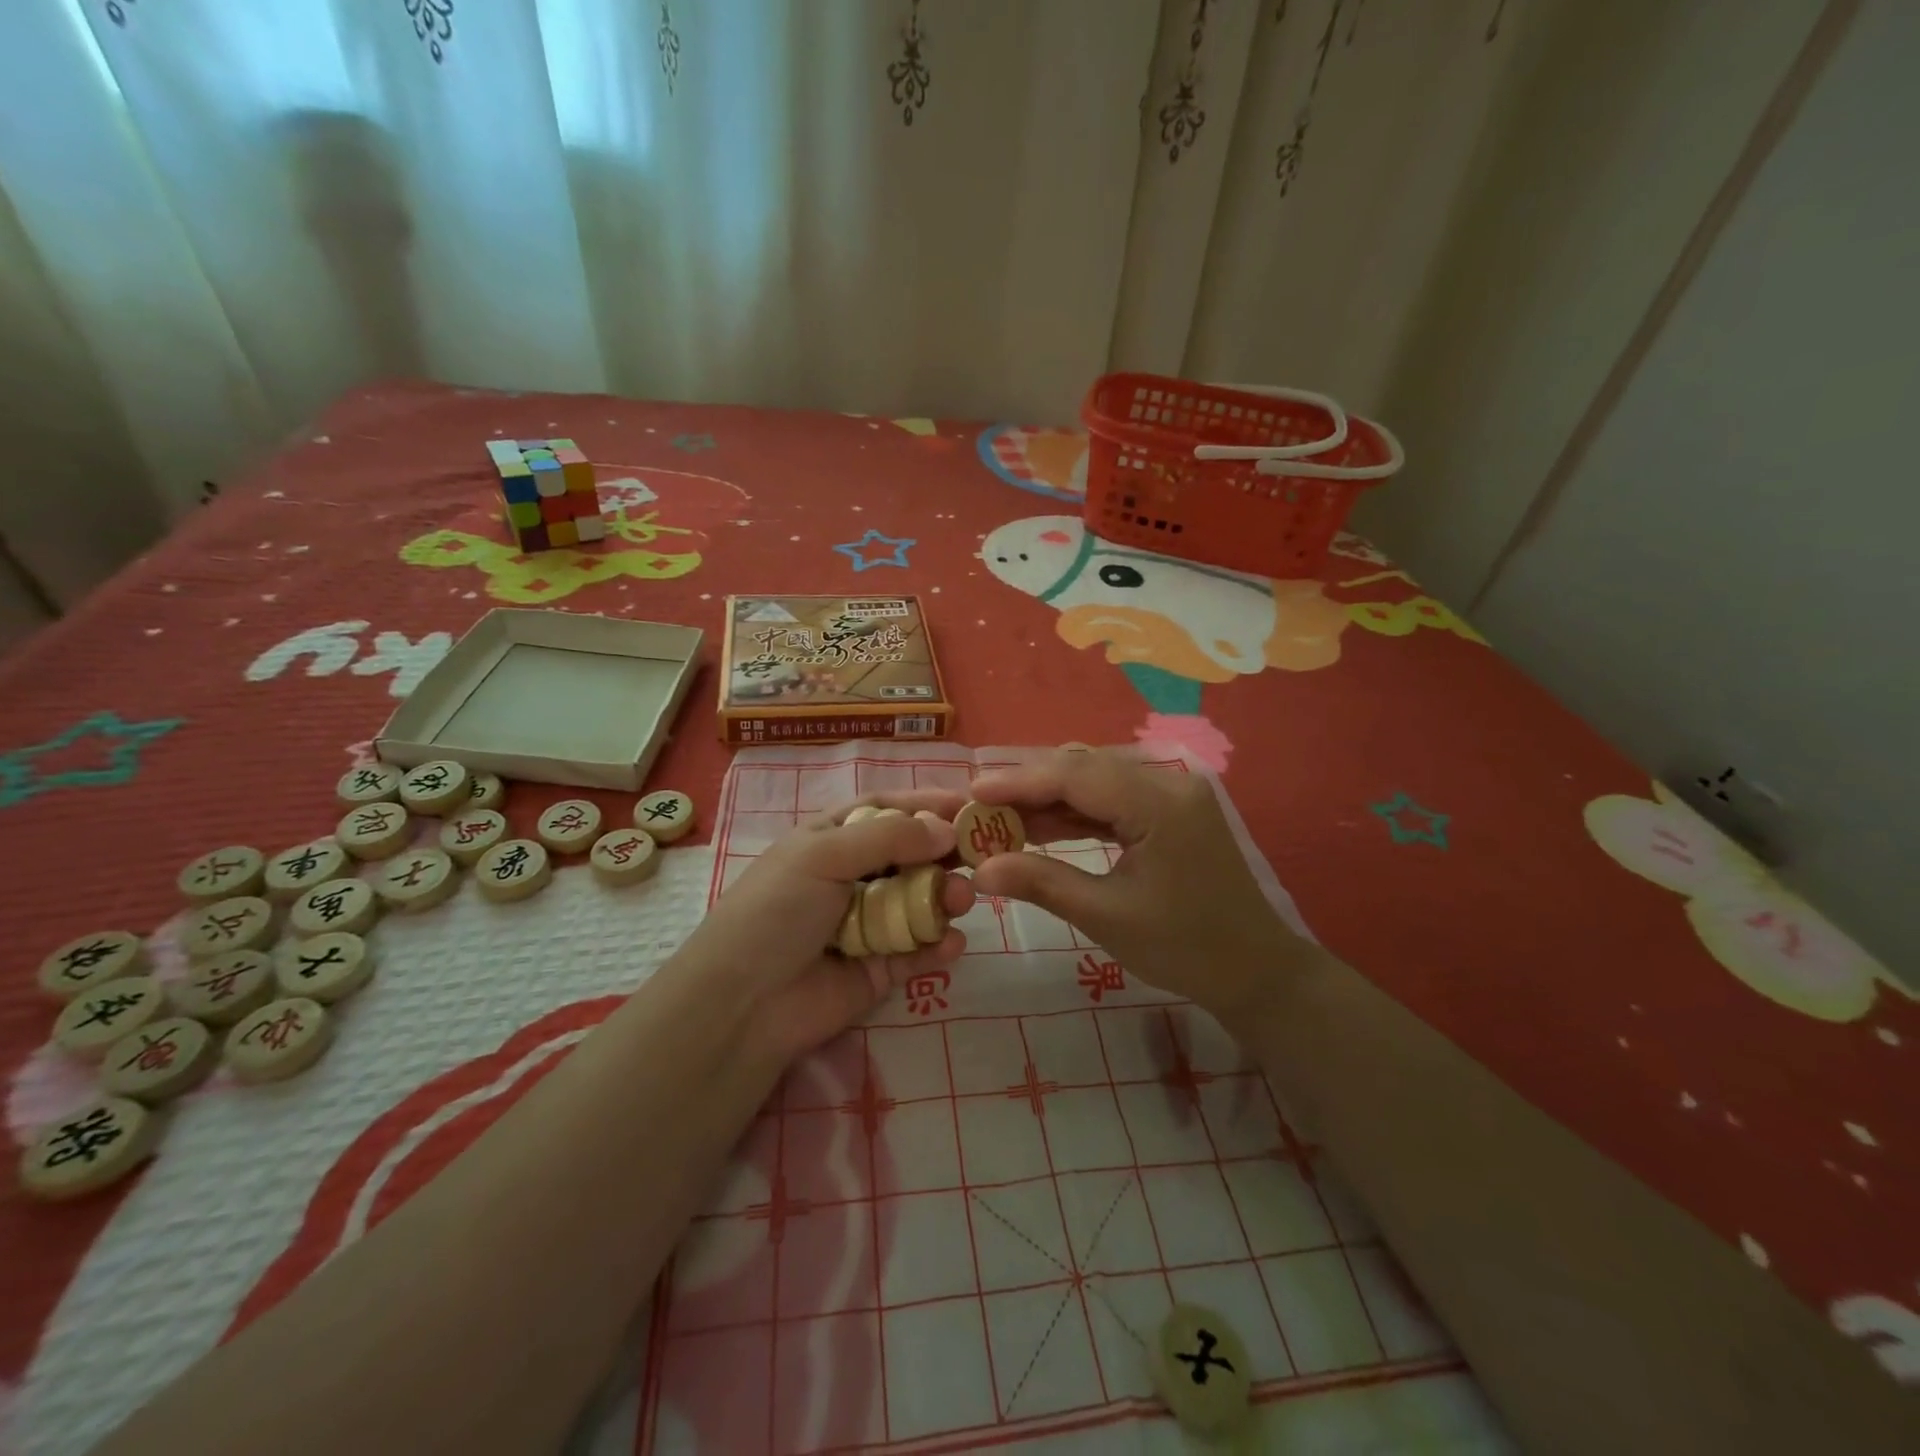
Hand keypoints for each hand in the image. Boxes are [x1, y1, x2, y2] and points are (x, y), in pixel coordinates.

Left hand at [676, 792, 975, 1059]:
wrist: (743, 1004)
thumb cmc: (777, 910)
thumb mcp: (823, 855)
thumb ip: (889, 837)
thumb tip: (946, 830)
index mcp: (832, 840)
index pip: (887, 811)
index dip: (926, 805)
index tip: (970, 805)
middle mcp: (852, 876)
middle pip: (911, 855)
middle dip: (945, 853)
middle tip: (982, 854)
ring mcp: (868, 923)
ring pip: (921, 901)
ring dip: (946, 897)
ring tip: (961, 900)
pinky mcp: (879, 968)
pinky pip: (918, 950)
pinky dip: (938, 945)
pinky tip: (951, 943)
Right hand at [969, 751, 1304, 1029]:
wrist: (1254, 969)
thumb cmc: (1184, 948)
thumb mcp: (1106, 917)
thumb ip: (1041, 883)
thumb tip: (980, 868)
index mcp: (1160, 804)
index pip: (1075, 775)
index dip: (1019, 781)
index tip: (972, 792)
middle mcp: (1169, 782)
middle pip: (1084, 767)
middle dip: (1029, 786)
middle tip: (980, 808)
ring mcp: (1173, 792)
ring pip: (1095, 778)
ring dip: (1049, 797)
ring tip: (1001, 819)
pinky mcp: (1170, 808)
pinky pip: (1112, 797)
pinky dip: (1075, 811)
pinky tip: (1041, 827)